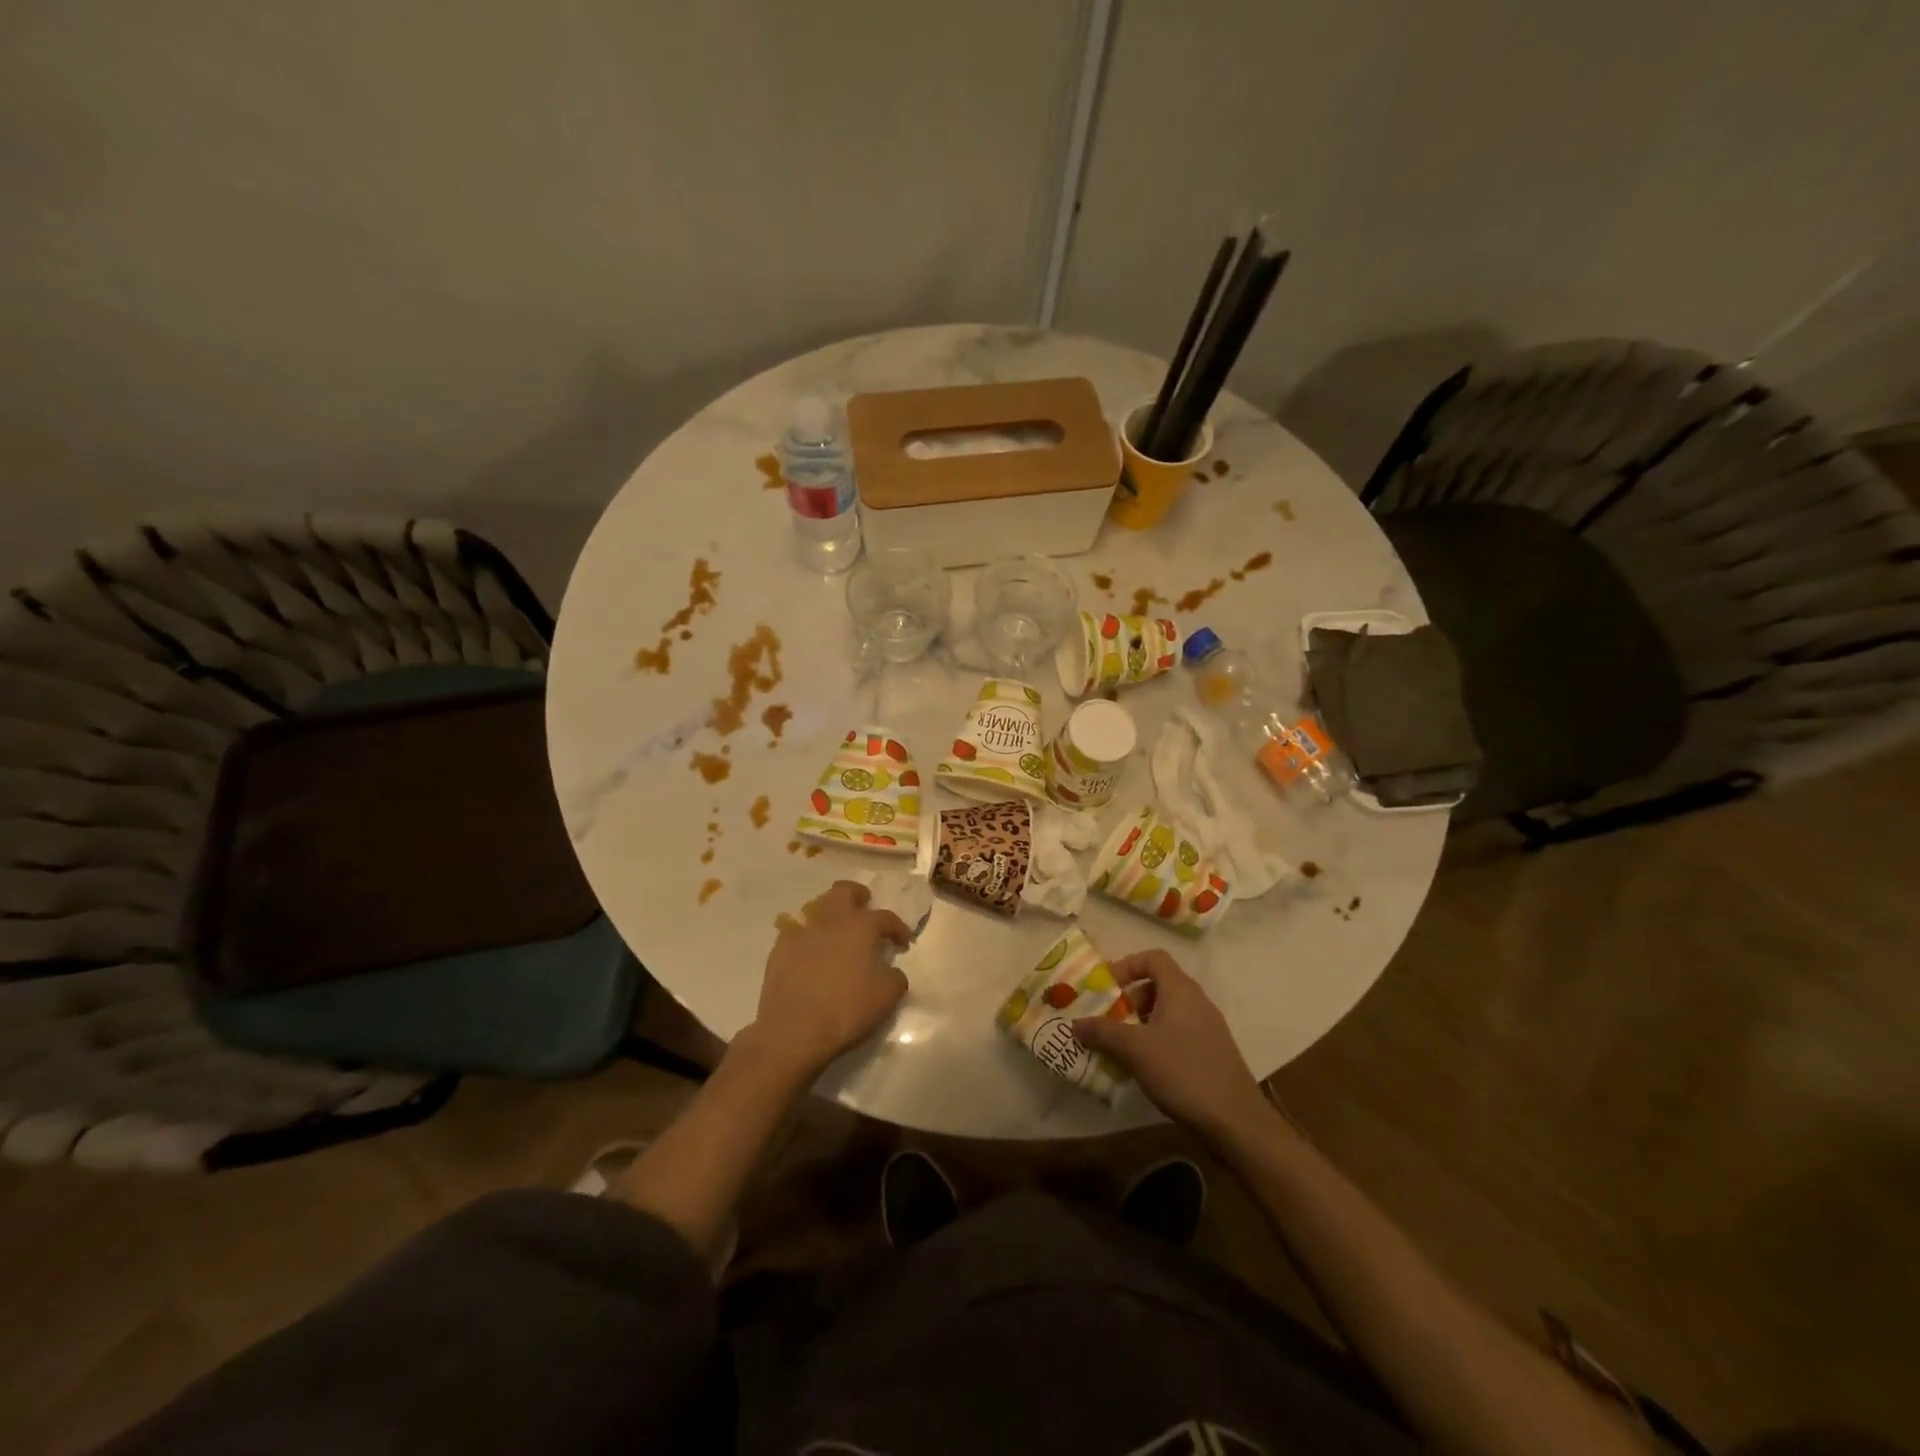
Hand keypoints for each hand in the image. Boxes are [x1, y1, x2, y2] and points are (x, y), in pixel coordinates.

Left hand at [741, 880, 912, 1081]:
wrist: (792, 1031)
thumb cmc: (845, 1011)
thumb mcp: (885, 999)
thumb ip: (896, 978)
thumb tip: (892, 971)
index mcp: (860, 927)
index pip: (885, 917)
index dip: (898, 928)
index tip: (903, 943)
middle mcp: (830, 919)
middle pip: (844, 891)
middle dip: (858, 896)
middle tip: (866, 911)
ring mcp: (801, 931)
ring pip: (817, 906)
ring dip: (832, 913)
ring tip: (838, 934)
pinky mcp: (779, 948)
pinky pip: (797, 930)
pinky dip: (809, 935)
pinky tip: (812, 953)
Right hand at [1072, 950, 1268, 1140]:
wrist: (1235, 1121)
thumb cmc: (1182, 1071)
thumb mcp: (1135, 1049)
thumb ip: (1103, 1032)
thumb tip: (1075, 1023)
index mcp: (1181, 990)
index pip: (1153, 958)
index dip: (1127, 965)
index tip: (1106, 986)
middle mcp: (1197, 1001)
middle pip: (1159, 984)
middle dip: (1130, 998)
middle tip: (1110, 1020)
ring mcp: (1208, 1027)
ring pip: (1168, 1011)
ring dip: (1142, 1021)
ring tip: (1122, 1046)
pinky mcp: (1213, 1051)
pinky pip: (1179, 1032)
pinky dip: (1158, 1039)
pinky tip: (1146, 1066)